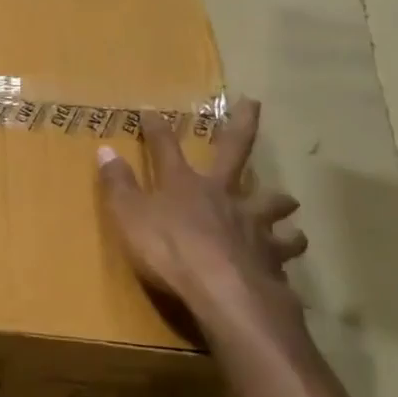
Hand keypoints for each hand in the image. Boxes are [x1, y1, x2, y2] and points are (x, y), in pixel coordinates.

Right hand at [96, 98, 307, 344]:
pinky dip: (290, 245)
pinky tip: (292, 248)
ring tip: (287, 202)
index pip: (166, 148)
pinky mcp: (273, 255)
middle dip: (241, 125)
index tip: (151, 110)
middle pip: (234, 151)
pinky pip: (287, 247)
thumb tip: (105, 150)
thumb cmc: (169, 252)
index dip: (157, 129)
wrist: (225, 293)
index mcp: (184, 184)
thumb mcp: (129, 217)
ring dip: (278, 200)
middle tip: (253, 102)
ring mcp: (252, 223)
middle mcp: (222, 194)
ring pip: (272, 202)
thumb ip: (118, 185)